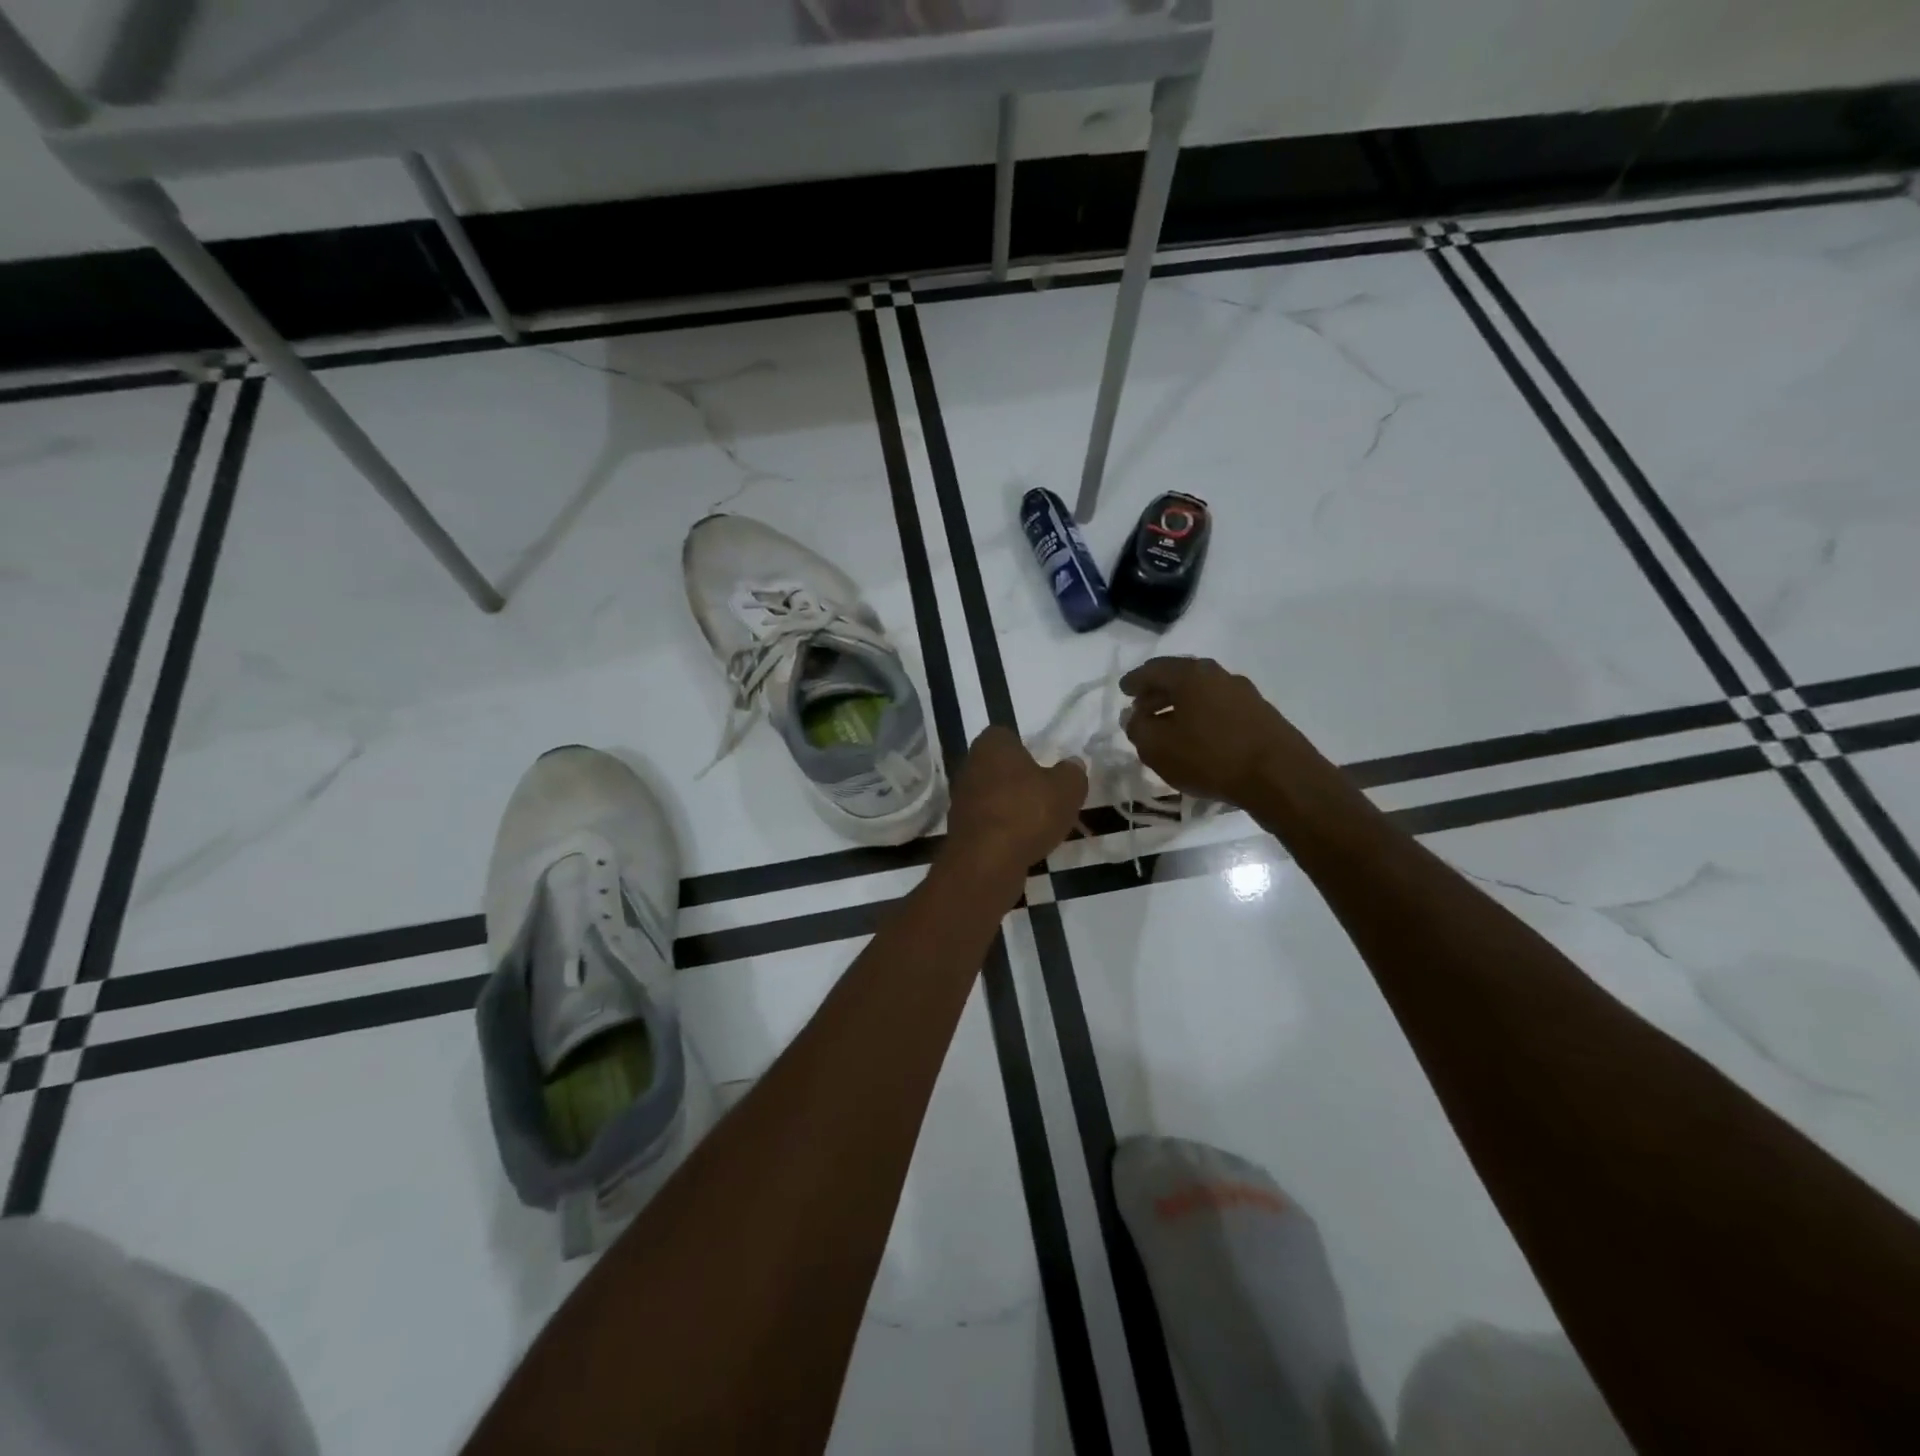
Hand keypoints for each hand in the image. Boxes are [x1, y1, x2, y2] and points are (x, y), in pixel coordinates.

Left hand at [945, 726, 1087, 871]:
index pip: (1007, 735)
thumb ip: (1072, 772)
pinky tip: (1023, 843)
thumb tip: (1073, 765)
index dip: (1027, 749)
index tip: (1046, 767)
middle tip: (1048, 796)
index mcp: (991, 745)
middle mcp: (970, 766)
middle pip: (1000, 767)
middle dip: (1022, 780)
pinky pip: (989, 822)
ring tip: (1041, 824)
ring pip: (995, 796)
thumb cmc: (1027, 812)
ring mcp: (961, 799)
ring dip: (1014, 806)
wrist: (986, 862)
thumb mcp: (1067, 789)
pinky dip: (1004, 829)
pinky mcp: (960, 829)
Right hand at [1121, 657, 1333, 809]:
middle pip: (1179, 677)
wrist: (1280, 777)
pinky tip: (1197, 736)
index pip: (1153, 670)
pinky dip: (1201, 715)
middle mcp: (1217, 674)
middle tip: (1142, 707)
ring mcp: (1243, 692)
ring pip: (1201, 692)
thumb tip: (1133, 717)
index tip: (1123, 691)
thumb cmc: (1210, 757)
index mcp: (1190, 675)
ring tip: (1167, 725)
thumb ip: (1138, 728)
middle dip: (1157, 691)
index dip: (1134, 681)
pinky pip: (1219, 707)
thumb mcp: (1158, 748)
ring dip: (1180, 705)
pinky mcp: (1260, 713)